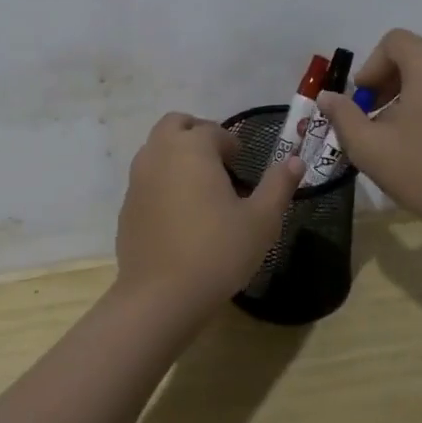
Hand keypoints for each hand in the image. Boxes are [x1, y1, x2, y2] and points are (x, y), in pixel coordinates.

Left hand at [115, 112, 305, 317]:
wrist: (160, 296)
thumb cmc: (217, 251)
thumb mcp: (261, 220)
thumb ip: (278, 185)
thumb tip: (295, 160)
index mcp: (192, 148)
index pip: (213, 130)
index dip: (231, 143)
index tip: (243, 164)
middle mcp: (159, 153)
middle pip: (176, 125)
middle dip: (197, 134)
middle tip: (219, 162)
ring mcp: (137, 179)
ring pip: (156, 149)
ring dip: (177, 155)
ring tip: (200, 188)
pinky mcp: (126, 206)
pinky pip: (146, 179)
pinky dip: (162, 181)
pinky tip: (179, 215)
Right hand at [317, 29, 421, 238]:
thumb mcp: (369, 147)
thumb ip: (343, 115)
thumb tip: (327, 97)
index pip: (393, 42)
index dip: (371, 67)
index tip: (364, 102)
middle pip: (412, 56)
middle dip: (386, 82)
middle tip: (373, 119)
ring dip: (406, 94)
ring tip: (395, 135)